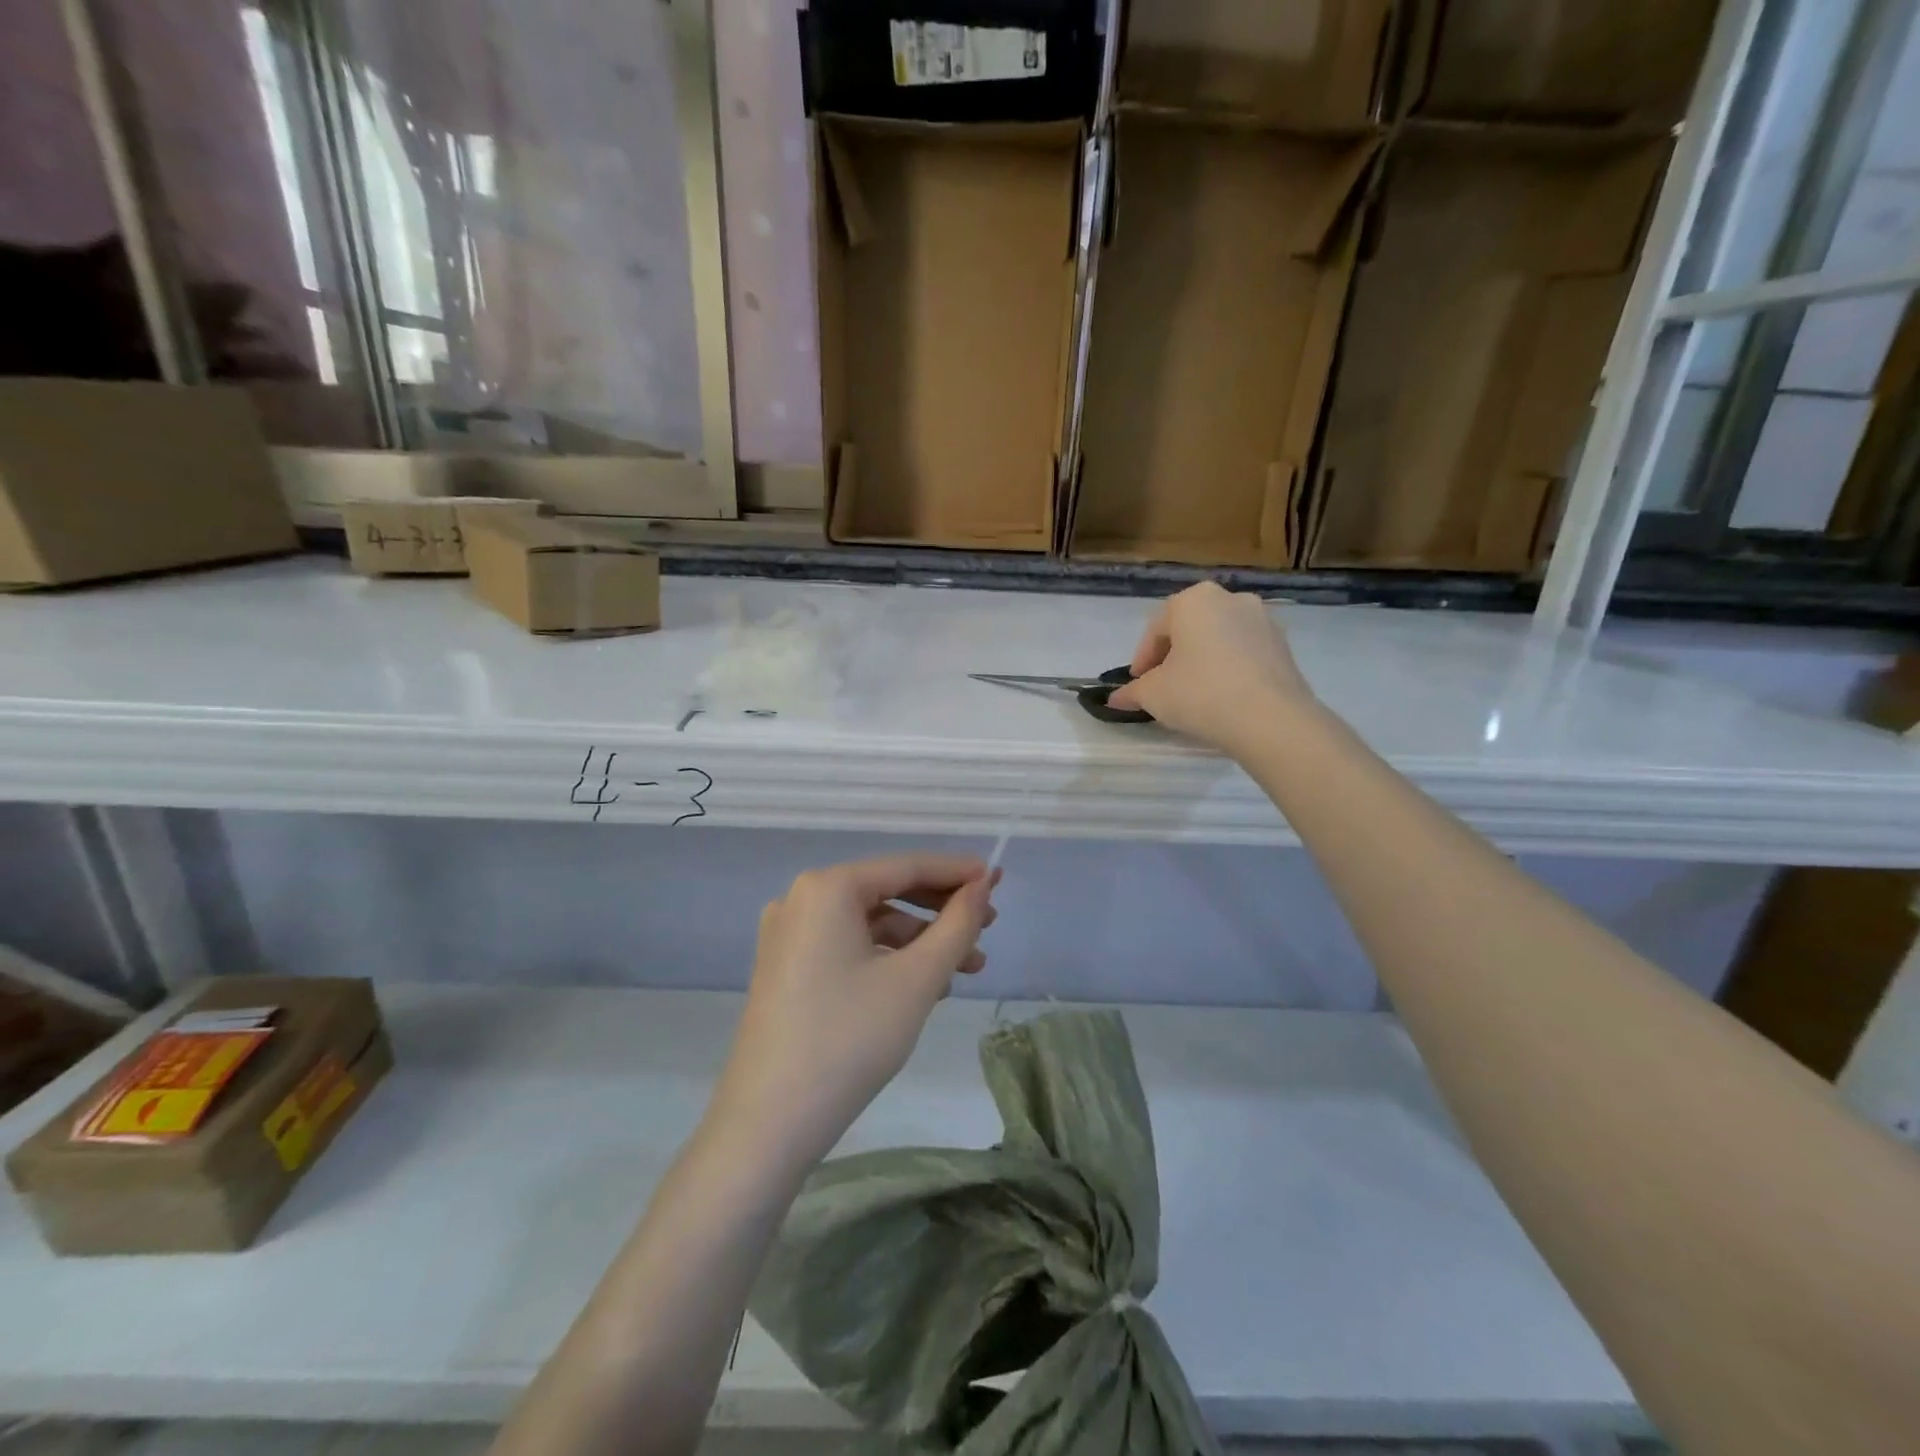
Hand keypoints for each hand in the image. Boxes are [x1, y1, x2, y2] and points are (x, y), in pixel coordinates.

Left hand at [712, 855, 996, 1165]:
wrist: (769, 1124)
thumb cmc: (849, 1039)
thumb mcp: (916, 979)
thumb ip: (957, 925)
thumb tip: (981, 887)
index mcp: (827, 888)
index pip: (905, 866)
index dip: (956, 872)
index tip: (997, 879)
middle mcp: (801, 899)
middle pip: (887, 892)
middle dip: (941, 910)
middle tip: (989, 927)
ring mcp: (789, 935)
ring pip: (870, 924)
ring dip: (920, 941)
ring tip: (966, 969)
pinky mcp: (786, 968)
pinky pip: (849, 947)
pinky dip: (888, 959)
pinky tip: (925, 986)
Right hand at [1108, 581, 1314, 751]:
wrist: (1270, 719)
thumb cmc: (1200, 694)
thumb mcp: (1153, 694)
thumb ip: (1132, 692)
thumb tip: (1116, 698)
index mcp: (1194, 600)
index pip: (1156, 629)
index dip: (1143, 659)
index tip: (1138, 684)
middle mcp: (1230, 598)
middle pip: (1190, 628)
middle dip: (1173, 655)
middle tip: (1163, 686)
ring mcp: (1263, 619)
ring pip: (1219, 638)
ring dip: (1202, 660)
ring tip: (1194, 693)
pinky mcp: (1284, 645)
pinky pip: (1244, 652)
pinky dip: (1229, 668)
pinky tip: (1223, 696)